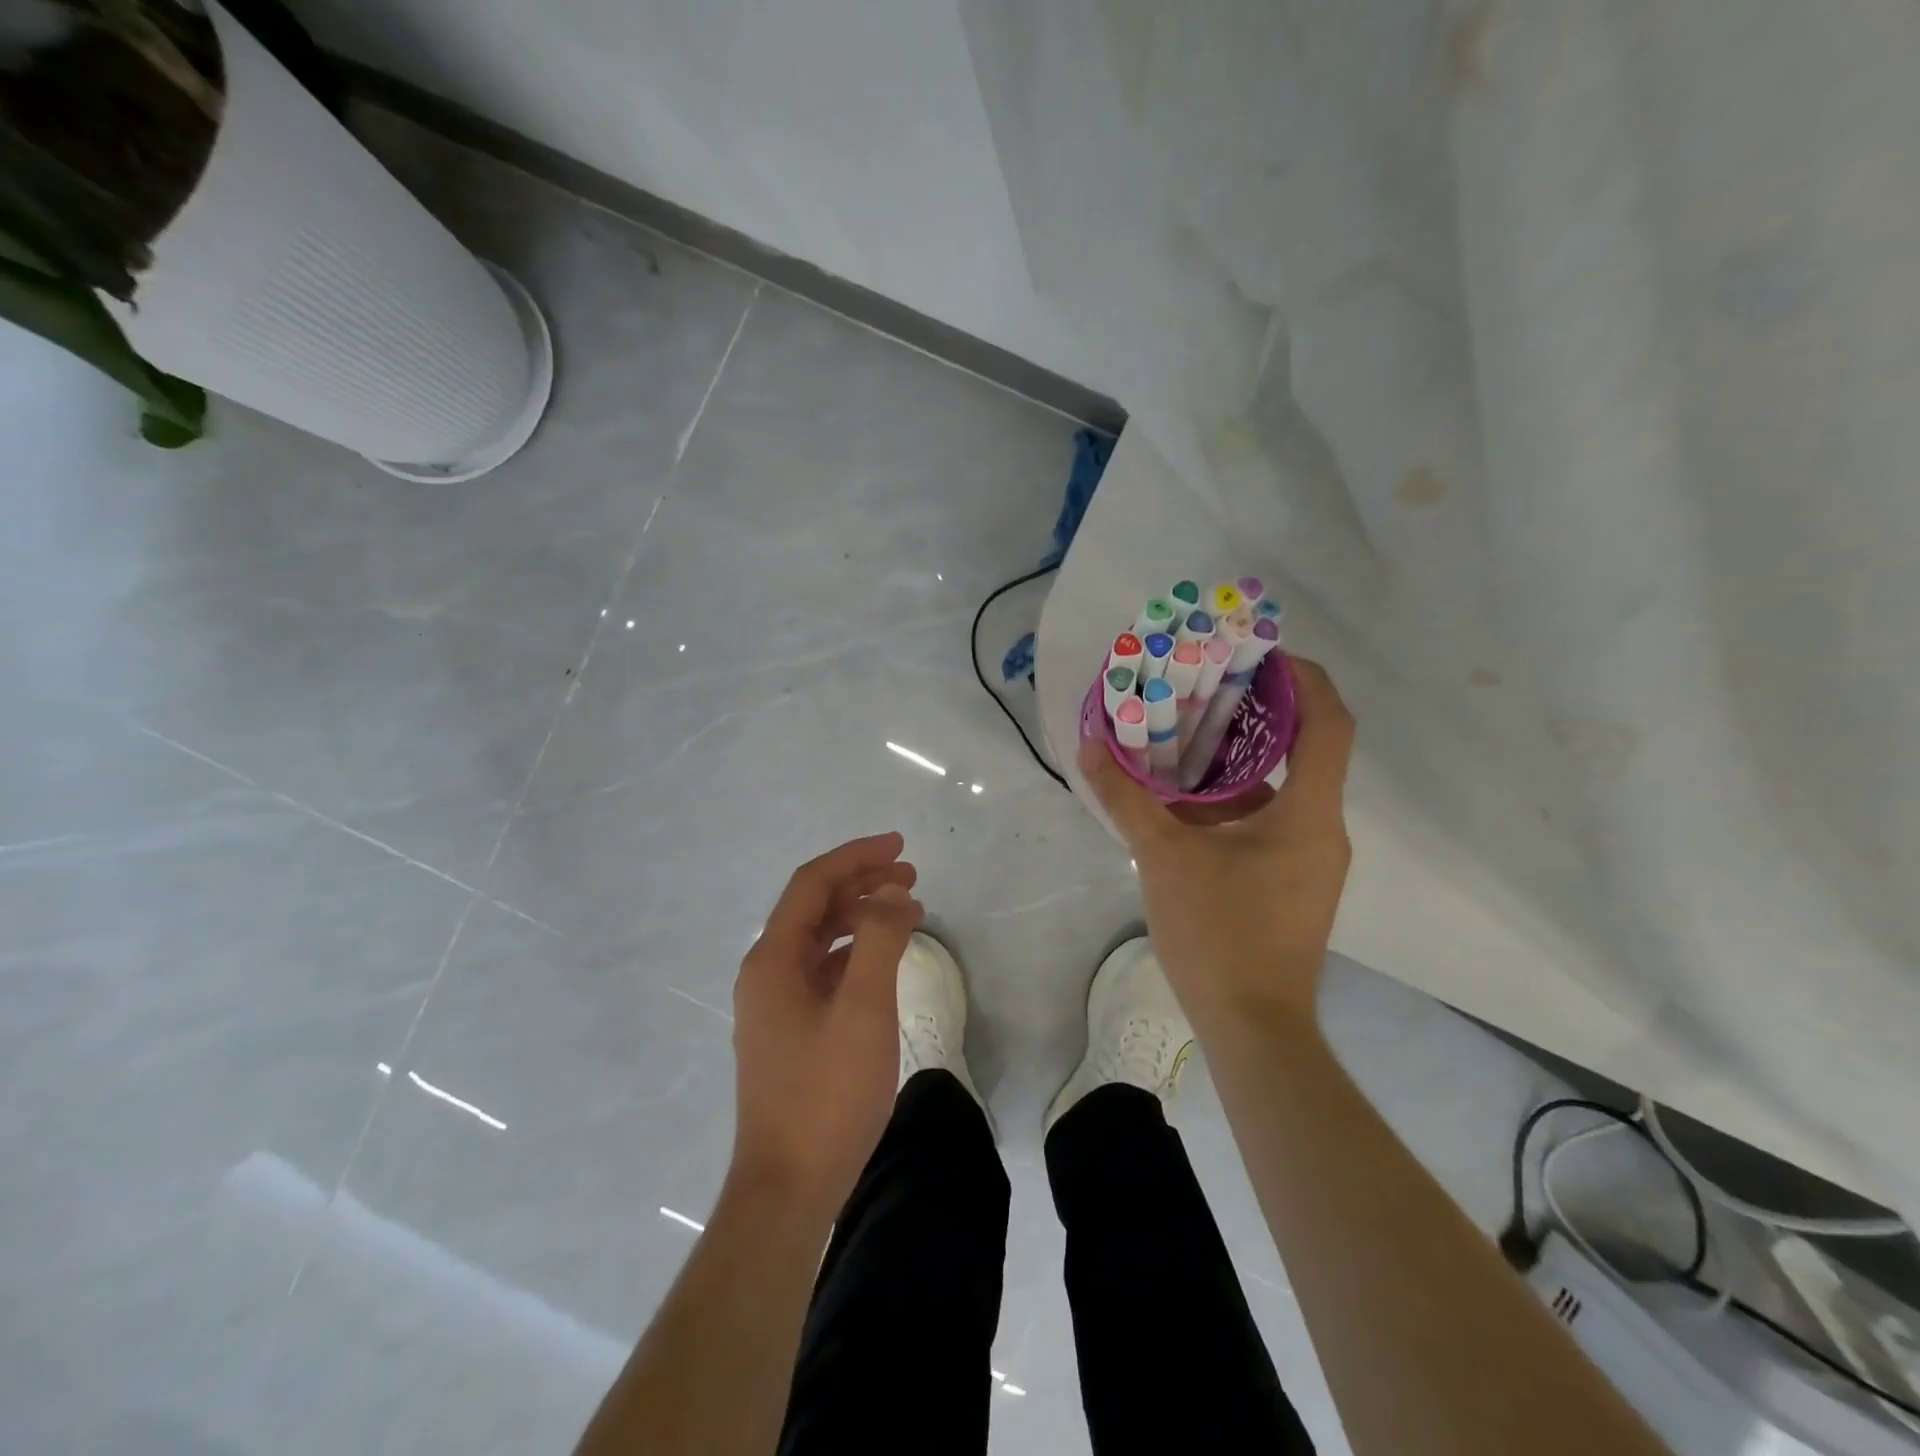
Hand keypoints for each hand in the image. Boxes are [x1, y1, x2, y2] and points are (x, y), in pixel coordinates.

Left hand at [729, 833, 922, 1218]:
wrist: (788, 1188)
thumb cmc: (826, 1093)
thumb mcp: (863, 1009)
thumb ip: (880, 941)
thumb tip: (893, 895)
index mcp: (772, 959)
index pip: (813, 884)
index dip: (856, 857)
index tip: (900, 846)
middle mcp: (766, 973)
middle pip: (814, 907)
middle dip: (862, 883)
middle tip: (911, 876)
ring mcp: (774, 1004)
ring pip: (820, 939)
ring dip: (861, 917)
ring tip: (907, 911)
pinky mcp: (789, 1031)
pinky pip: (822, 971)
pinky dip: (854, 953)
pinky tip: (883, 960)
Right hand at [1079, 657, 1354, 1022]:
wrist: (1253, 1028)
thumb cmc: (1218, 935)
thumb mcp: (1162, 858)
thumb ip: (1126, 798)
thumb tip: (1091, 746)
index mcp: (1308, 814)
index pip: (1329, 722)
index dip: (1303, 678)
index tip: (1259, 654)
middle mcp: (1323, 829)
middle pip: (1307, 749)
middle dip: (1261, 714)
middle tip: (1209, 689)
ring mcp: (1312, 860)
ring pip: (1285, 789)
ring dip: (1242, 762)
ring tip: (1187, 741)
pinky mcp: (1295, 884)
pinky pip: (1273, 822)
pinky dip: (1237, 802)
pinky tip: (1188, 807)